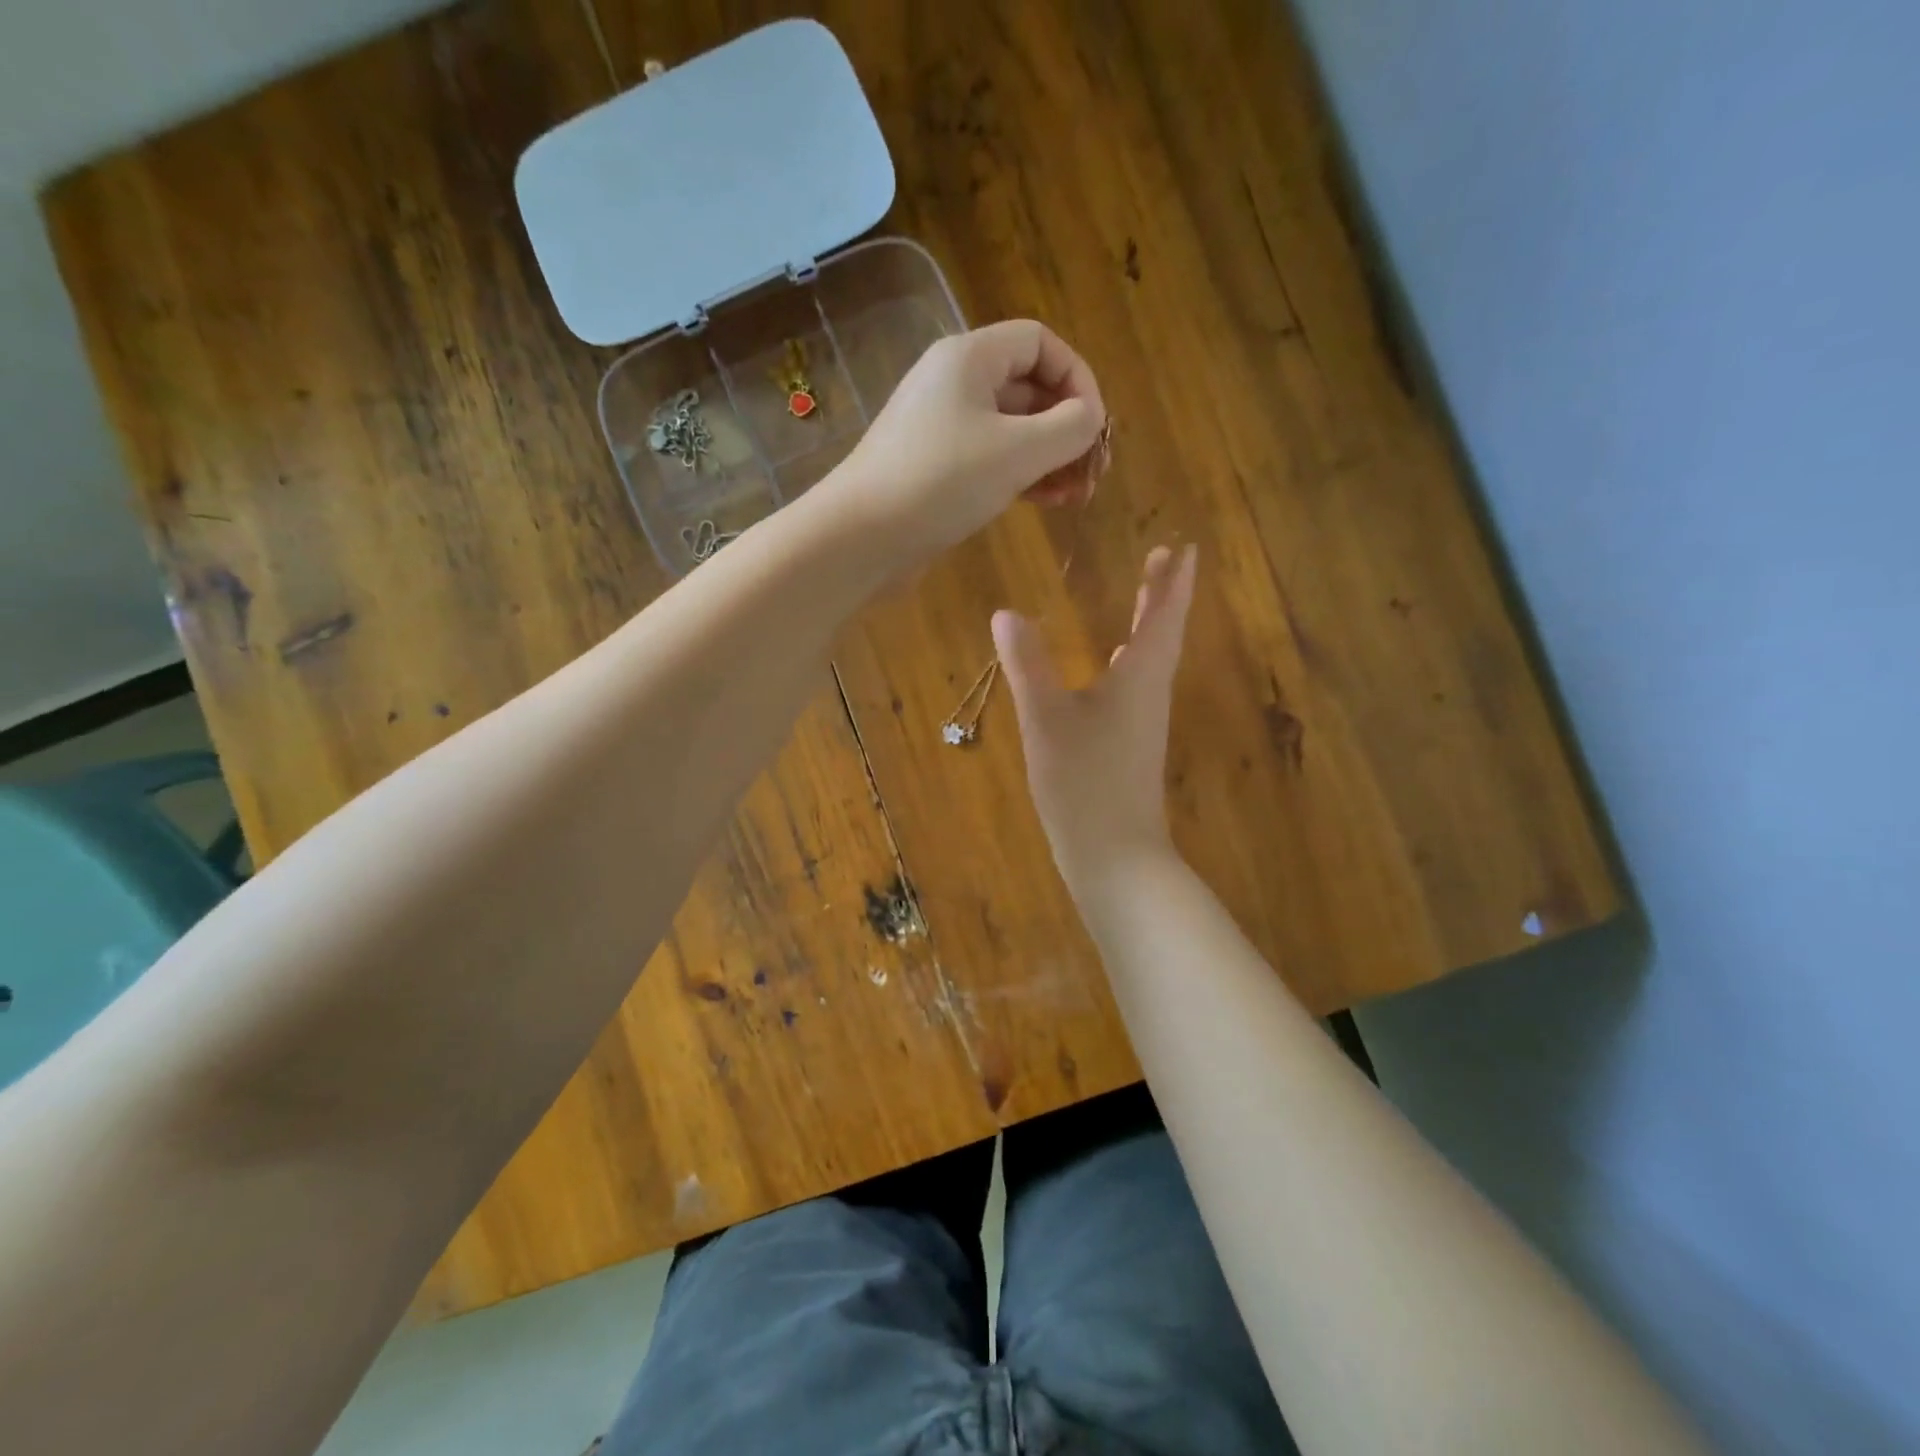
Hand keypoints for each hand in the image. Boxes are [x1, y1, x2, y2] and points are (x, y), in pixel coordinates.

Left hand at [828, 320, 1105, 569]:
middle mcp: (954, 383)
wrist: (860, 537)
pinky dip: (1021, 475)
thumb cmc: (940, 482)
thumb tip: (1090, 419)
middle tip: (1092, 473)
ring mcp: (942, 428)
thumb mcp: (1018, 451)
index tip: (1096, 427)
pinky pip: (991, 459)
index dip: (1078, 378)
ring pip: (1012, 429)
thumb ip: (1069, 428)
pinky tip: (1045, 502)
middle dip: (1067, 427)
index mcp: (969, 358)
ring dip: (1049, 457)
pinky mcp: (935, 468)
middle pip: (1028, 388)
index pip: (1040, 343)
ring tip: (1075, 495)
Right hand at [994, 544, 1198, 886]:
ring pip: (1151, 661)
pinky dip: (1130, 662)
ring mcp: (1143, 724)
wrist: (1115, 856)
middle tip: (1164, 558)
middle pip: (1162, 635)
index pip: (1163, 618)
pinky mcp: (1131, 747)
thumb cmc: (1084, 783)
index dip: (1174, 582)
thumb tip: (1006, 612)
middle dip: (1163, 595)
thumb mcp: (1046, 720)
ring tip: (1144, 597)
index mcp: (1139, 679)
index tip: (1185, 546)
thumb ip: (1028, 665)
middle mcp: (1149, 696)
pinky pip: (1136, 686)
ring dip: (1150, 625)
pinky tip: (1112, 665)